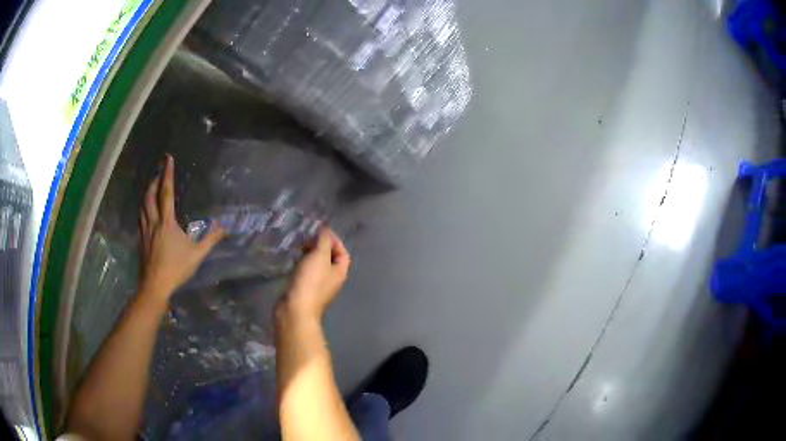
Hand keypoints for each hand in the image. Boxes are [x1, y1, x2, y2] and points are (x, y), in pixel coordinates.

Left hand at [139, 154, 225, 301]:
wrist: (155, 285)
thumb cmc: (176, 269)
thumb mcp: (197, 255)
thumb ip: (210, 240)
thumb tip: (225, 228)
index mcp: (167, 222)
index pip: (166, 193)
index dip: (167, 174)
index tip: (168, 159)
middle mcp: (153, 222)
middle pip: (150, 195)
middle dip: (154, 180)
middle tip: (159, 171)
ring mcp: (145, 230)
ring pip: (142, 205)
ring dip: (147, 192)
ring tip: (151, 186)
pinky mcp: (141, 239)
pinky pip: (140, 217)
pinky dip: (143, 207)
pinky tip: (145, 210)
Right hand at [278, 228, 350, 320]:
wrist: (295, 309)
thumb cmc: (311, 282)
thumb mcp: (319, 256)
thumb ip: (324, 241)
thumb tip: (325, 229)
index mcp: (340, 272)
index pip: (343, 253)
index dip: (335, 241)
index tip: (321, 232)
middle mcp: (332, 280)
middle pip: (330, 259)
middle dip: (320, 246)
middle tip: (307, 239)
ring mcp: (319, 286)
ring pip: (317, 265)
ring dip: (310, 254)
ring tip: (299, 246)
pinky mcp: (305, 290)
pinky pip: (307, 272)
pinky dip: (302, 263)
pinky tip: (293, 260)